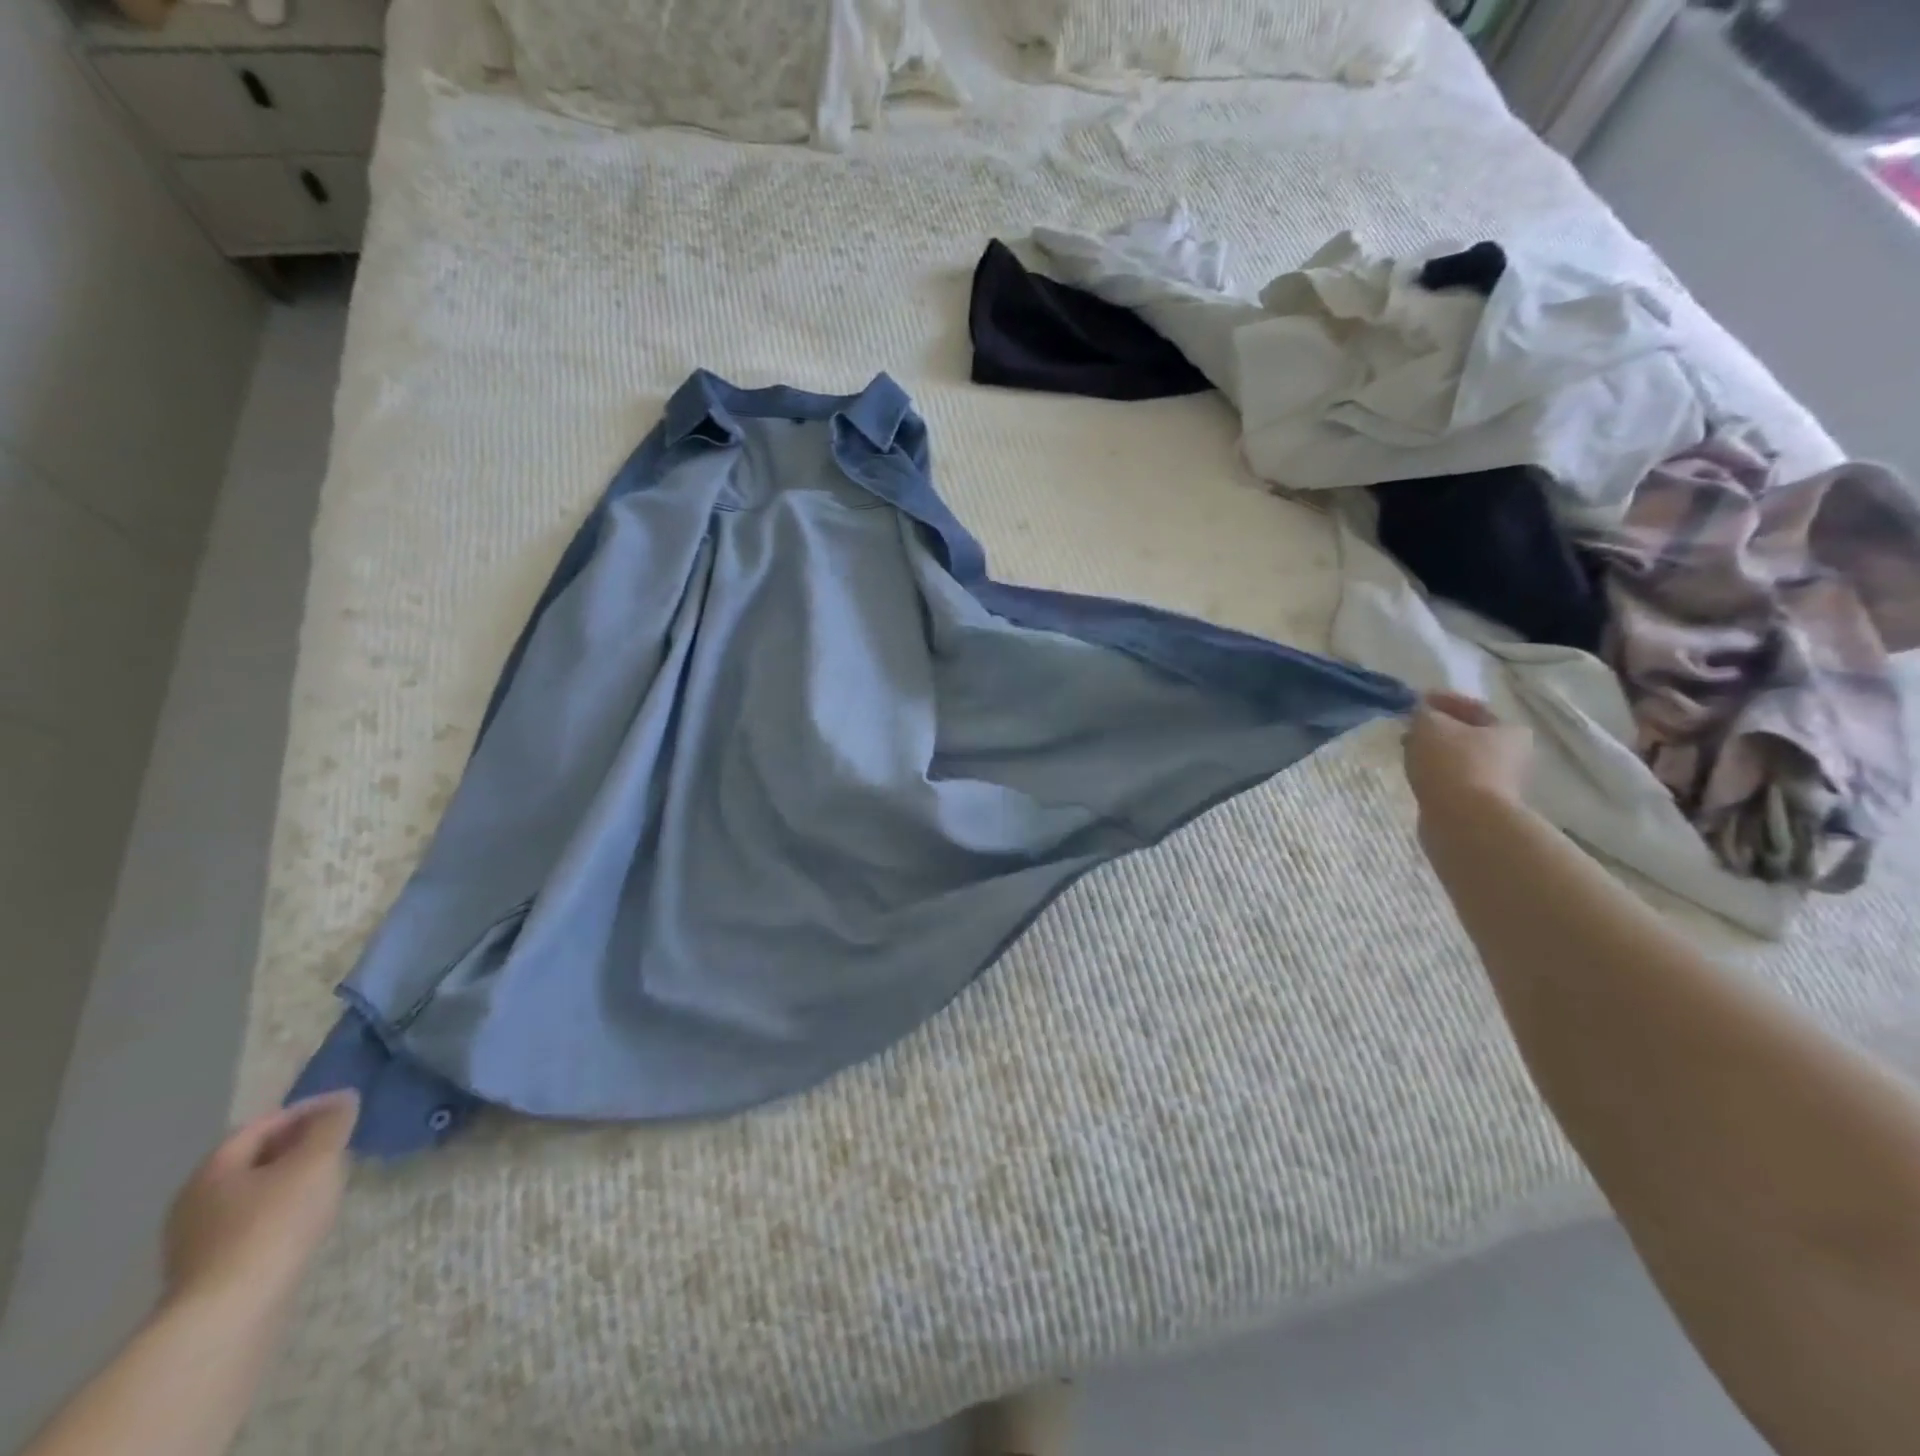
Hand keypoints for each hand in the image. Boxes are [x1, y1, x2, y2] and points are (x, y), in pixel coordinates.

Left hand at [161, 1092, 358, 1323]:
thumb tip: (343, 1099)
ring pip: (252, 1193)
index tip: (345, 1107)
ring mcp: (197, 1242)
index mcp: (213, 1170)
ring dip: (290, 1179)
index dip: (305, 1110)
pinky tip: (306, 1218)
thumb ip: (331, 1125)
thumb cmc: (273, 1225)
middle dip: (297, 1145)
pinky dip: (281, 1210)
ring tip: (329, 1177)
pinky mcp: (209, 1272)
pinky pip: (250, 1224)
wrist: (230, 1315)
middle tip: (339, 1140)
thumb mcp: (315, 1162)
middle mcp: (195, 1202)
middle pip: (252, 1160)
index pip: (262, 1124)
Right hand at [1404, 692, 1533, 819]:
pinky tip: (1417, 773)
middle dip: (1438, 729)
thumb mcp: (1430, 726)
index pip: (1472, 707)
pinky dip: (1436, 773)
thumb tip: (1422, 713)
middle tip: (1410, 726)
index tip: (1415, 700)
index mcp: (1509, 730)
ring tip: (1408, 750)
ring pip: (1459, 758)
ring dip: (1435, 752)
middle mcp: (1512, 755)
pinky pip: (1453, 780)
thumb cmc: (1452, 764)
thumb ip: (1423, 713)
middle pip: (1468, 734)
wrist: (1463, 821)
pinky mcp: (1479, 804)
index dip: (1442, 700)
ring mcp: (1497, 783)